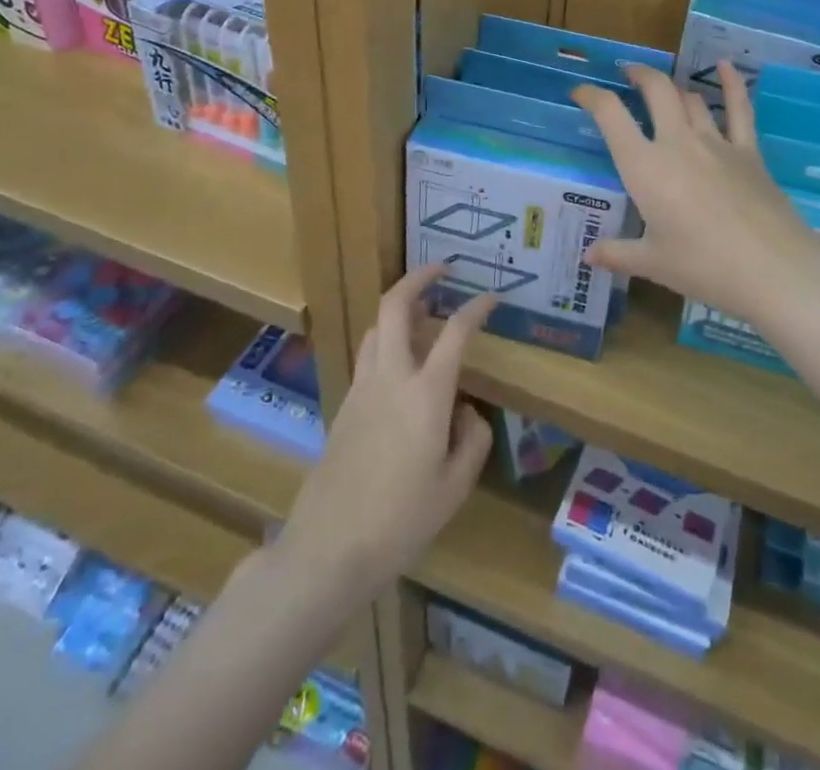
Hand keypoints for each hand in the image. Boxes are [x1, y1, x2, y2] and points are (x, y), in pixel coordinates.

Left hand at [275, 266, 495, 599]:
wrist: (328, 550)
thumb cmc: (401, 521)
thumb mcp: (455, 488)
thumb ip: (472, 440)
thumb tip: (466, 412)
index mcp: (425, 394)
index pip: (455, 332)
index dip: (476, 308)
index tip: (491, 297)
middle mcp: (391, 378)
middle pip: (395, 307)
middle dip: (418, 278)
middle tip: (441, 269)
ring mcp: (361, 389)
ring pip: (376, 328)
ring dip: (399, 309)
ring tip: (422, 312)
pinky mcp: (344, 406)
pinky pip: (368, 356)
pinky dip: (387, 341)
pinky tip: (401, 364)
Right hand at [572, 61, 819, 338]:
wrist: (774, 270)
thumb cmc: (705, 267)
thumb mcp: (654, 264)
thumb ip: (618, 254)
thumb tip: (589, 255)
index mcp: (645, 167)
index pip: (611, 116)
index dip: (592, 96)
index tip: (580, 92)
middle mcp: (677, 144)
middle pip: (656, 91)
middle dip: (638, 75)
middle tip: (627, 73)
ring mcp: (717, 143)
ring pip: (691, 99)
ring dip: (674, 87)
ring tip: (663, 87)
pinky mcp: (749, 152)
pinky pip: (740, 110)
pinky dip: (732, 84)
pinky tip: (727, 65)